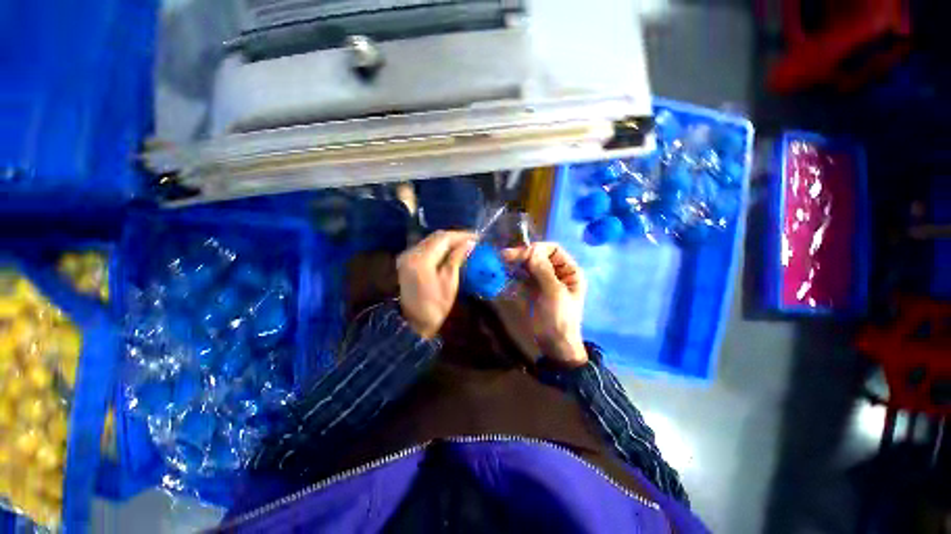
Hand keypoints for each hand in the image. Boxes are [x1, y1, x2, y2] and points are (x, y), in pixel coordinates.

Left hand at [396, 231, 474, 338]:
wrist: (412, 322)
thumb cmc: (434, 307)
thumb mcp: (449, 283)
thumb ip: (457, 259)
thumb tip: (469, 243)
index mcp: (422, 259)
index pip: (444, 238)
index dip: (461, 235)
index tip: (477, 237)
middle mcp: (412, 252)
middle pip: (436, 237)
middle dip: (455, 236)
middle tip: (472, 240)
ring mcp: (407, 256)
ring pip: (430, 240)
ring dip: (447, 240)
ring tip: (463, 244)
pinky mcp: (407, 260)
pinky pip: (425, 247)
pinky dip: (439, 246)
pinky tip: (449, 250)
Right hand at [502, 243, 587, 367]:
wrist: (555, 345)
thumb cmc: (560, 319)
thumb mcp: (555, 293)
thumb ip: (543, 270)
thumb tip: (531, 250)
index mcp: (569, 271)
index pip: (553, 249)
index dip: (537, 248)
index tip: (521, 255)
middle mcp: (555, 272)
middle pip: (538, 256)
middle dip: (522, 255)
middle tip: (504, 257)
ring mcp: (541, 280)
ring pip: (527, 265)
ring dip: (514, 263)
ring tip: (500, 263)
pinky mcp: (530, 289)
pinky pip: (520, 276)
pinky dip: (511, 274)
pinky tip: (502, 273)